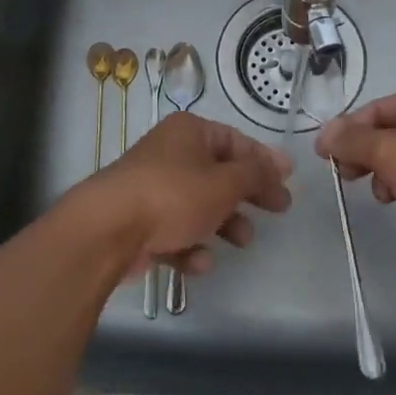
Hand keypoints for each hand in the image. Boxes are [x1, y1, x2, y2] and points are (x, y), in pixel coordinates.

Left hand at [70, 111, 292, 275]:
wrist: (107, 231)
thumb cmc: (173, 196)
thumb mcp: (225, 183)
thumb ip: (257, 174)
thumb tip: (282, 162)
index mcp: (189, 132)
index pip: (236, 141)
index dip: (263, 161)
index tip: (287, 181)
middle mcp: (170, 154)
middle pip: (219, 174)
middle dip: (247, 195)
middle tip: (277, 211)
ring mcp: (152, 188)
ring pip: (199, 205)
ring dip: (224, 224)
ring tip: (242, 241)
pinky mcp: (139, 222)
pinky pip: (175, 231)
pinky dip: (190, 246)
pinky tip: (199, 262)